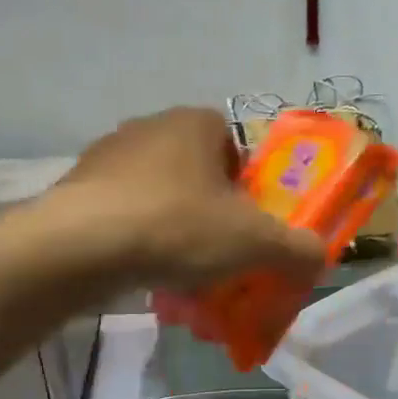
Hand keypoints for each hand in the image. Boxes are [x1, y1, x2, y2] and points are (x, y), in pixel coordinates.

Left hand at [49, 107, 326, 289]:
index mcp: (196, 123)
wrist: (80, 248)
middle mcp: (150, 127)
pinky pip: (126, 217)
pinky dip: (142, 242)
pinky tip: (148, 275)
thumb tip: (319, 257)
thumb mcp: (256, 242)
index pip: (238, 145)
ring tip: (186, 275)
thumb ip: (297, 248)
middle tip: (226, 254)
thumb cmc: (178, 228)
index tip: (255, 224)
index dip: (254, 186)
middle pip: (200, 174)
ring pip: (161, 197)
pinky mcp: (78, 191)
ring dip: (178, 231)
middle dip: (216, 214)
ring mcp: (107, 158)